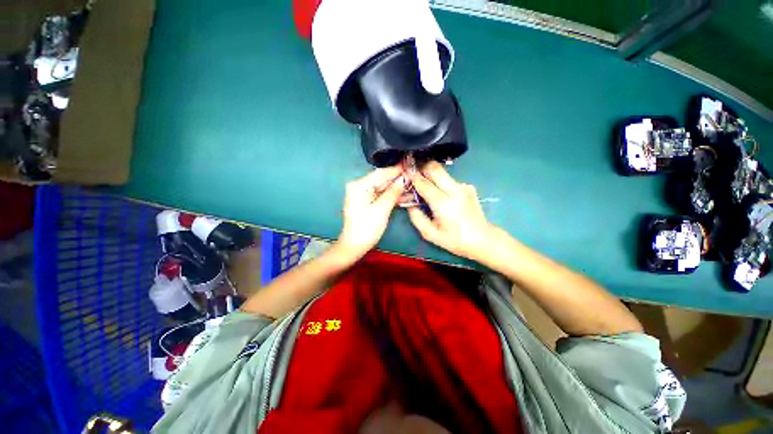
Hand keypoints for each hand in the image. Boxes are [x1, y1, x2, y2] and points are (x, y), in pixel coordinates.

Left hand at [337, 165, 405, 259]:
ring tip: (413, 186)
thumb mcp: (381, 210)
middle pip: (382, 180)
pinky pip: (382, 195)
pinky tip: (405, 195)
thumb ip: (393, 192)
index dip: (397, 170)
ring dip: (397, 188)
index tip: (411, 165)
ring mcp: (363, 194)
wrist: (355, 246)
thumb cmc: (366, 229)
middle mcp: (360, 186)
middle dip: (398, 179)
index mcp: (359, 186)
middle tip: (415, 177)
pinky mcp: (367, 201)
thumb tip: (404, 179)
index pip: (381, 174)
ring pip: (384, 188)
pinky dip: (392, 196)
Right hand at [406, 161, 493, 260]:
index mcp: (443, 203)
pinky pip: (450, 180)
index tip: (405, 170)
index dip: (412, 176)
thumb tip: (410, 204)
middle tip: (414, 172)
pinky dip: (442, 183)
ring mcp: (464, 187)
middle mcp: (454, 190)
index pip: (424, 183)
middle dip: (422, 167)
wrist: (483, 239)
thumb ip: (416, 218)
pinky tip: (441, 194)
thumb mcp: (430, 234)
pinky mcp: (469, 187)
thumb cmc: (455, 240)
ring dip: (431, 175)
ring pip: (443, 172)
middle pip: (435, 168)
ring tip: (425, 185)